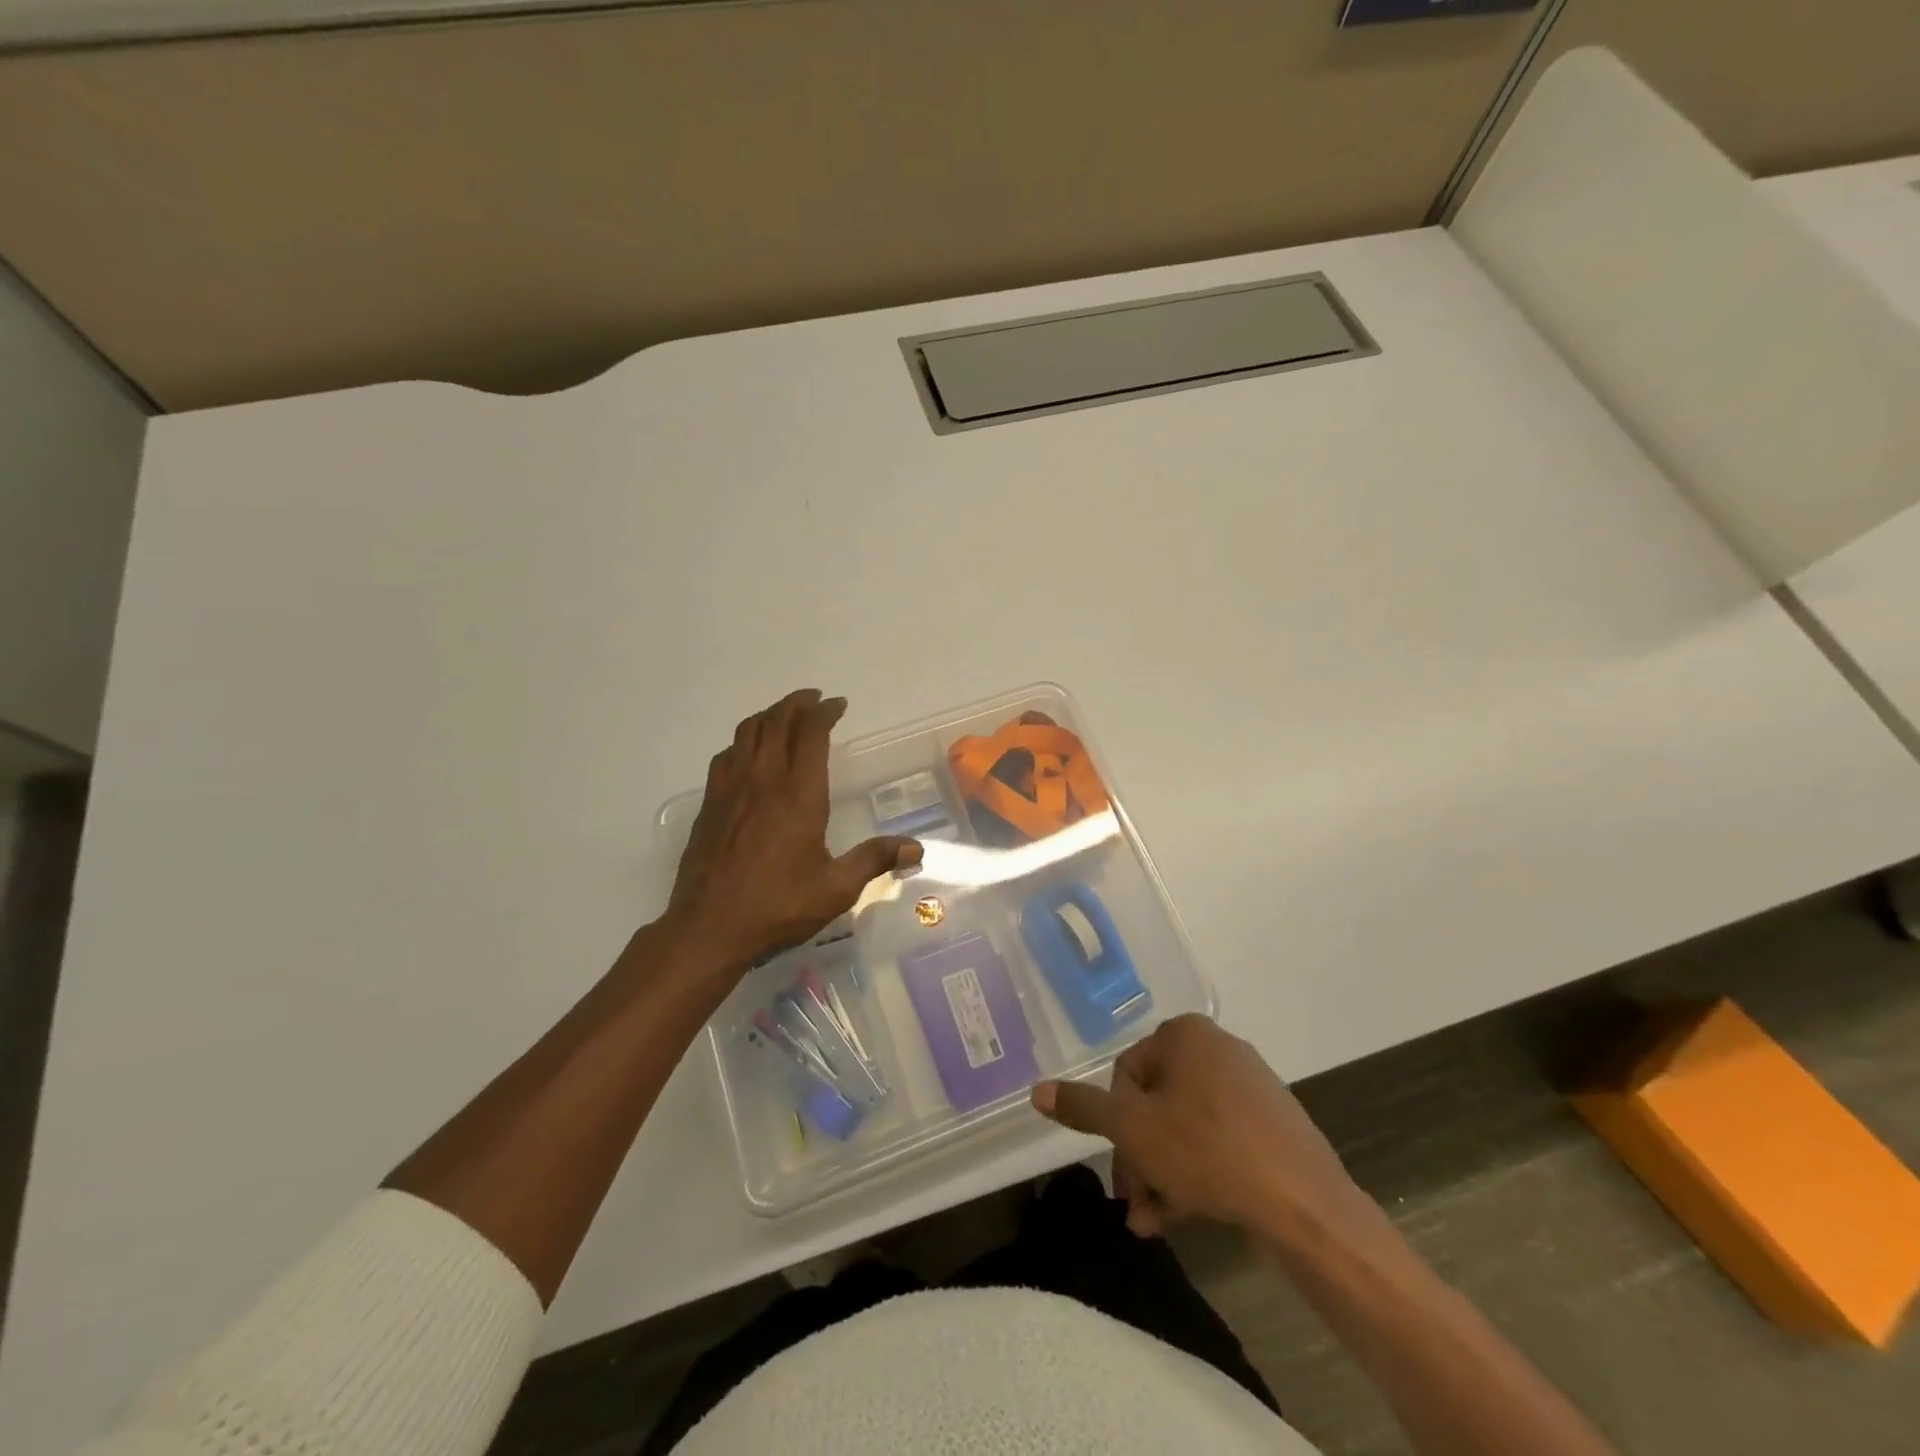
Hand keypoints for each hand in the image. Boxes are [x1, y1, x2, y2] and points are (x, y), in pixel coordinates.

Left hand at [666, 689, 920, 975]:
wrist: (708, 927)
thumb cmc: (777, 906)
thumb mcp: (835, 888)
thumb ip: (874, 859)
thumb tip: (915, 848)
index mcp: (798, 794)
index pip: (811, 733)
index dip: (824, 712)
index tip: (837, 704)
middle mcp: (764, 780)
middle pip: (777, 722)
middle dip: (797, 704)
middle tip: (814, 700)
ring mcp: (731, 789)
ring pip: (748, 732)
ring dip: (769, 715)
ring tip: (784, 716)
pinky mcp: (710, 804)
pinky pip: (727, 755)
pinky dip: (744, 741)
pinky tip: (749, 753)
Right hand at [1032, 1014, 1366, 1239]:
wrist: (1304, 1202)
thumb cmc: (1207, 1150)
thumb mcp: (1133, 1130)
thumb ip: (1083, 1107)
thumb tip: (1037, 1090)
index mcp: (1184, 1035)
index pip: (1127, 1074)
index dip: (1116, 1126)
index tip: (1121, 1173)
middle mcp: (1217, 1047)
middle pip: (1157, 1104)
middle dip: (1140, 1158)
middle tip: (1136, 1204)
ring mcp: (1250, 1084)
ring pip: (1186, 1127)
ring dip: (1163, 1173)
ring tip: (1156, 1223)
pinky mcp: (1273, 1121)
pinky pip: (1220, 1139)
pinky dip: (1198, 1171)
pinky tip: (1188, 1215)